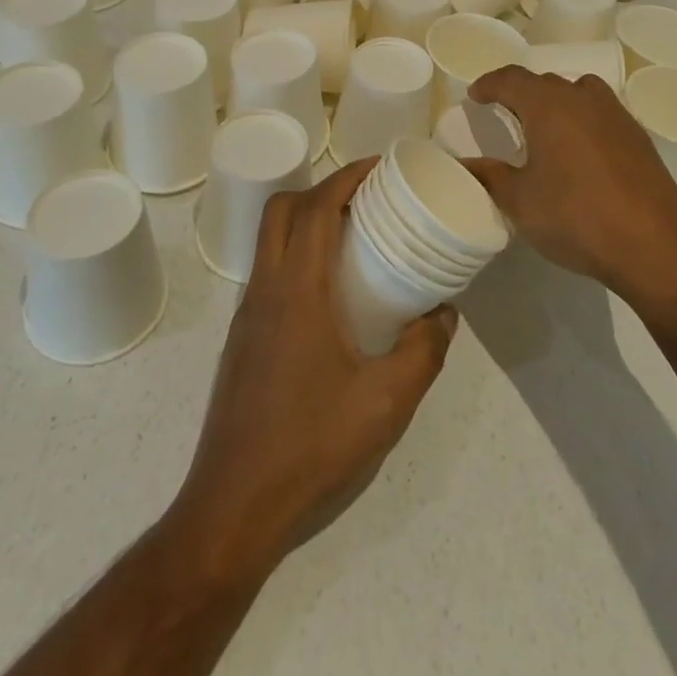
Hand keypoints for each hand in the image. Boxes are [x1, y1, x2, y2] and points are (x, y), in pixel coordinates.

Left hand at [170, 158, 457, 576]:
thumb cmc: (310, 447)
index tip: (380, 168)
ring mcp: (247, 316)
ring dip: (307, 222)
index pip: (316, 208)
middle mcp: (265, 291)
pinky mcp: (242, 341)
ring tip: (353, 239)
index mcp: (296, 292)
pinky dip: (298, 256)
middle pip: (283, 210)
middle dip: (324, 190)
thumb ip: (423, 352)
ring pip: (271, 240)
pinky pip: (269, 272)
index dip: (347, 178)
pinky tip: (330, 296)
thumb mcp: (385, 404)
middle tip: (366, 199)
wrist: (232, 509)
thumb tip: (444, 313)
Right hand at [469, 68, 676, 309]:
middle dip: (521, 93)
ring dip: (557, 102)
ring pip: (579, 93)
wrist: (655, 248)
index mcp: (550, 105)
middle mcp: (584, 98)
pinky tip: (580, 152)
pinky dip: (583, 120)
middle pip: (546, 82)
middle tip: (505, 112)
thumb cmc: (577, 218)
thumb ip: (490, 176)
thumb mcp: (521, 202)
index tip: (475, 95)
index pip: (512, 79)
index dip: (490, 84)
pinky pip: (601, 113)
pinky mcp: (639, 137)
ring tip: (545, 127)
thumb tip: (466, 164)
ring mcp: (617, 115)